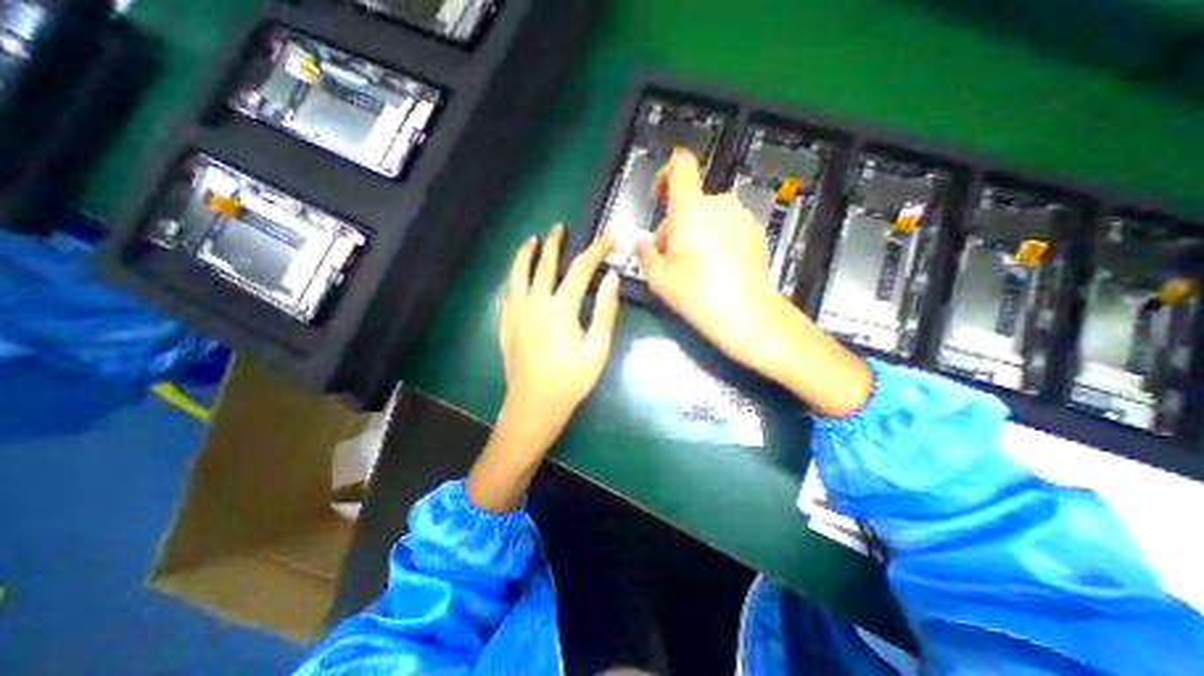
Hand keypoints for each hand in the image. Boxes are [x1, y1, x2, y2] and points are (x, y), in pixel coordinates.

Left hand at [464, 223, 620, 511]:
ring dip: (525, 254)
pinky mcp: (504, 325)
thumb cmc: (570, 383)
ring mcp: (515, 314)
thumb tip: (611, 279)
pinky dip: (512, 278)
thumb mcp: (597, 351)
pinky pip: (506, 293)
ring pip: (517, 274)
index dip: (595, 251)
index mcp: (559, 309)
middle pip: (543, 265)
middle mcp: (534, 304)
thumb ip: (604, 312)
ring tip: (532, 240)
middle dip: (554, 244)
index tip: (607, 238)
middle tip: (560, 227)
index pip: (580, 270)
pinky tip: (515, 276)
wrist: (533, 408)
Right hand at [632, 150, 871, 418]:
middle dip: (675, 224)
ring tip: (692, 266)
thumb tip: (640, 243)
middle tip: (668, 257)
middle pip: (690, 202)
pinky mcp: (755, 233)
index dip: (666, 174)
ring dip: (695, 232)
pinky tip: (714, 268)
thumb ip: (645, 254)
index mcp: (691, 208)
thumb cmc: (697, 294)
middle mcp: (719, 204)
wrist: (747, 315)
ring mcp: (741, 218)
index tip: (658, 197)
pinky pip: (727, 227)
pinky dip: (716, 239)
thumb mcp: (659, 278)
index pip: (680, 166)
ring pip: (709, 216)